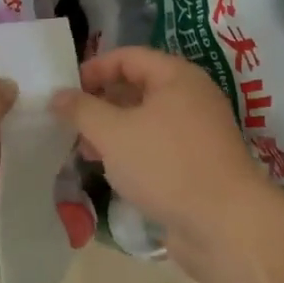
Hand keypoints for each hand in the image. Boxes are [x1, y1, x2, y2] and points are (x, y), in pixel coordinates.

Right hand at [51, 46, 266, 246]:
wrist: (225, 225)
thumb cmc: (166, 165)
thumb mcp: (113, 133)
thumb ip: (82, 110)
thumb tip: (58, 95)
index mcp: (177, 76)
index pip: (128, 57)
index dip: (94, 69)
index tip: (66, 92)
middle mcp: (192, 97)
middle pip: (138, 87)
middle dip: (102, 103)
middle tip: (72, 124)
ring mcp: (199, 132)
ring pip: (147, 119)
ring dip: (115, 130)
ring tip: (88, 151)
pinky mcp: (199, 163)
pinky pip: (159, 146)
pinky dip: (134, 151)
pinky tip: (115, 172)